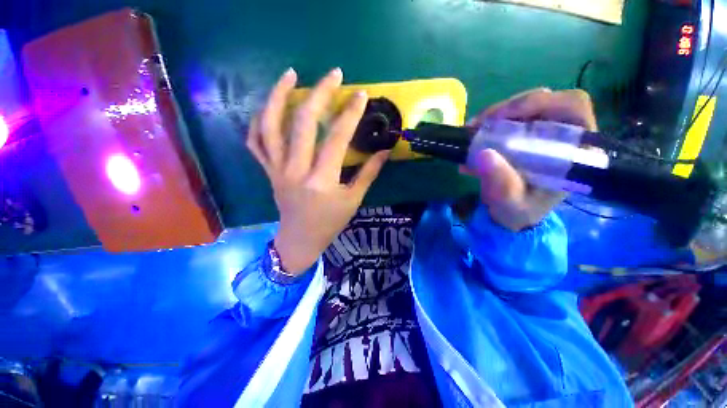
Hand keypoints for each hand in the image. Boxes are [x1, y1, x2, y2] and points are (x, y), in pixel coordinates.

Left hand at [246, 68, 388, 273]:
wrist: (300, 239)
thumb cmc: (330, 222)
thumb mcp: (353, 200)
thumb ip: (369, 173)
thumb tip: (385, 151)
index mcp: (321, 180)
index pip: (336, 139)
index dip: (350, 114)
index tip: (361, 95)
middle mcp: (296, 170)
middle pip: (302, 123)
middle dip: (319, 94)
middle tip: (333, 75)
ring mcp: (277, 169)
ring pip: (269, 125)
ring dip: (278, 95)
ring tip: (290, 74)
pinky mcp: (267, 171)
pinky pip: (255, 141)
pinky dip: (258, 120)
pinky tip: (269, 106)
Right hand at [463, 88, 597, 231]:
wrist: (512, 214)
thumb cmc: (519, 211)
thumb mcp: (510, 203)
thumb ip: (502, 184)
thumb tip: (484, 154)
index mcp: (574, 151)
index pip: (572, 107)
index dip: (538, 103)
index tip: (501, 118)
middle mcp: (563, 135)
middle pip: (545, 101)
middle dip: (508, 109)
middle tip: (478, 126)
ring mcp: (543, 133)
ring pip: (524, 107)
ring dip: (494, 117)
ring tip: (471, 133)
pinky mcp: (525, 135)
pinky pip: (508, 119)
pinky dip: (488, 125)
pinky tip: (473, 138)